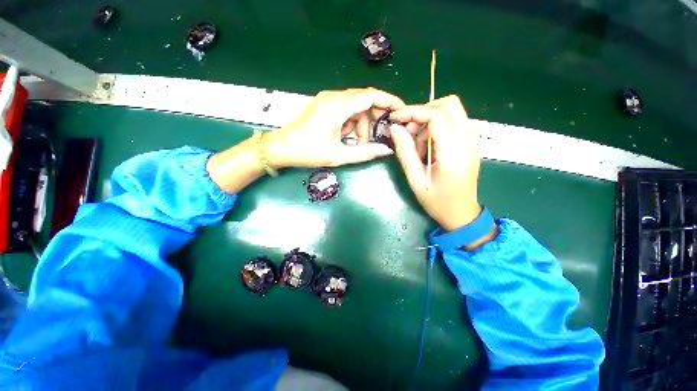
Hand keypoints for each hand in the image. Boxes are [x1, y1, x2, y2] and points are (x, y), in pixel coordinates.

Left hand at [265, 88, 404, 167]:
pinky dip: (351, 123)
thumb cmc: (308, 152)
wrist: (281, 148)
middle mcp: (334, 97)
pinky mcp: (325, 105)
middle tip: (382, 134)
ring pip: (356, 107)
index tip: (402, 111)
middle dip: (375, 117)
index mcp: (338, 106)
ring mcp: (328, 99)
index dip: (389, 101)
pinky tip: (346, 137)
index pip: (371, 95)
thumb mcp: (338, 155)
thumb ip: (365, 153)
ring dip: (361, 124)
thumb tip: (387, 150)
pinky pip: (346, 110)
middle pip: (365, 100)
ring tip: (357, 144)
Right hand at [389, 96, 481, 230]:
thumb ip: (405, 153)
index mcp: (454, 155)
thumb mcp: (416, 181)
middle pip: (450, 104)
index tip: (396, 118)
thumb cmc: (437, 202)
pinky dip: (436, 126)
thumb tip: (395, 129)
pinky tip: (427, 146)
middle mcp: (468, 142)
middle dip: (423, 112)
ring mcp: (473, 141)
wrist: (462, 214)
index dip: (414, 112)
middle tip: (408, 130)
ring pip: (452, 110)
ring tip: (417, 145)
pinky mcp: (471, 143)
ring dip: (429, 120)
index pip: (438, 116)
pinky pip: (454, 121)